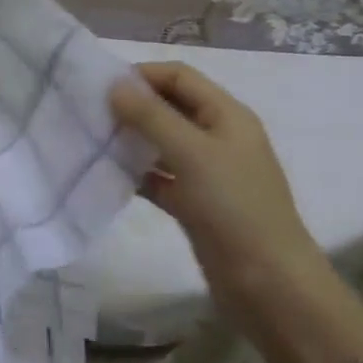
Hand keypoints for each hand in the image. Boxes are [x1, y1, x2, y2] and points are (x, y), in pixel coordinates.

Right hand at [110, 62, 334, 338]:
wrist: (271, 287)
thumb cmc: (235, 207)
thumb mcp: (192, 154)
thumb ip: (151, 116)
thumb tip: (114, 84)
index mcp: (227, 115)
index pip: (180, 77)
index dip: (143, 74)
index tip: (102, 87)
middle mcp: (217, 137)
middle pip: (170, 107)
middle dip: (133, 106)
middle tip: (91, 113)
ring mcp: (207, 173)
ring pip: (162, 143)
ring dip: (132, 139)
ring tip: (93, 140)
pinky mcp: (195, 204)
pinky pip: (160, 178)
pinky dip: (137, 173)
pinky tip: (109, 175)